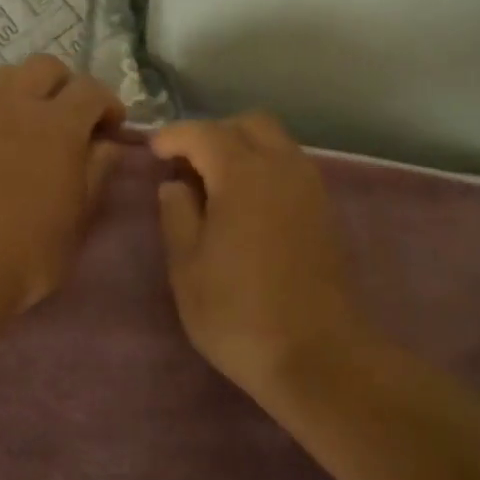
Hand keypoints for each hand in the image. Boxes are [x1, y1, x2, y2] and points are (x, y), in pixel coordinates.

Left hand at [0, 56, 125, 314]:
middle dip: (67, 85)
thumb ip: (97, 172)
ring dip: (28, 88)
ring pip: (8, 75)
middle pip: (46, 67)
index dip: (108, 103)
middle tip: (74, 119)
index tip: (112, 128)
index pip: (91, 89)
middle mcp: (17, 104)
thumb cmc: (29, 251)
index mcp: (58, 124)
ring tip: (33, 122)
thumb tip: (108, 145)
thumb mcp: (79, 217)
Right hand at [151, 114, 369, 397]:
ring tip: (215, 185)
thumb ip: (176, 214)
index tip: (154, 152)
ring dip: (243, 149)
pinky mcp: (325, 210)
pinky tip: (247, 205)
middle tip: (188, 164)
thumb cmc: (238, 312)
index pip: (203, 133)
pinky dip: (265, 168)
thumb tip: (175, 185)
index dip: (174, 136)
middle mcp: (282, 167)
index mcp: (243, 174)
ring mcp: (310, 187)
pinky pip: (290, 167)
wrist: (318, 355)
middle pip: (248, 124)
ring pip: (275, 142)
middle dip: (214, 133)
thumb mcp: (187, 267)